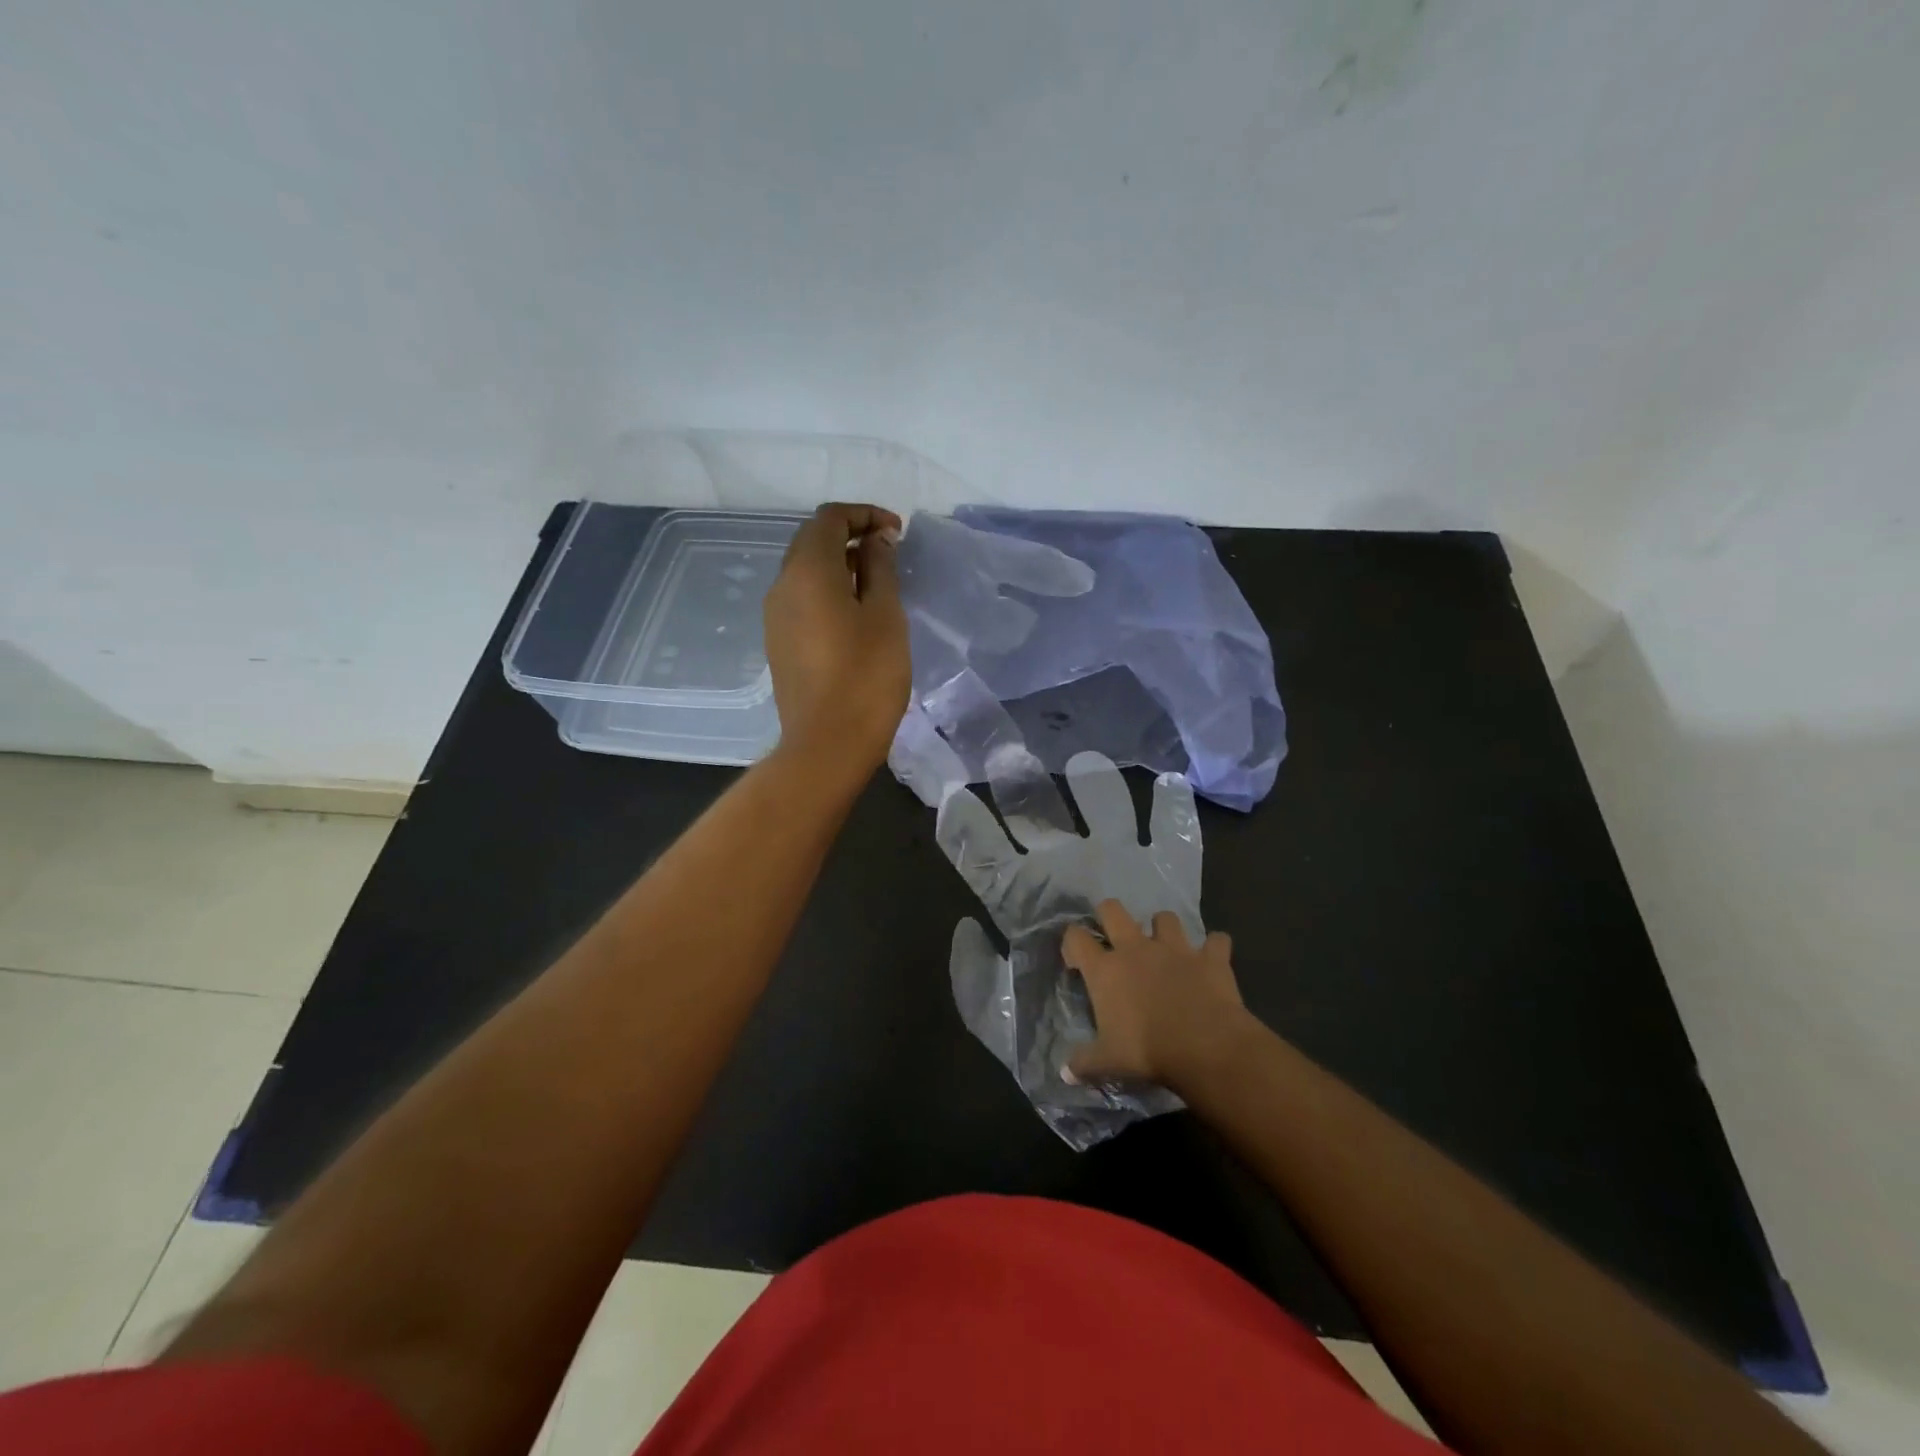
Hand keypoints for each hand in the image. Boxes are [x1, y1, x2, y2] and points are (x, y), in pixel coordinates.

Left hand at [764, 502, 910, 776]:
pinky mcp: (778, 643)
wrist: (826, 744)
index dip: (865, 515)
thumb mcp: (885, 615)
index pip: (830, 518)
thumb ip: (880, 568)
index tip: (898, 533)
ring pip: (805, 571)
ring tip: (878, 585)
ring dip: (840, 565)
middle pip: (812, 541)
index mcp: (807, 570)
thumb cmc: (866, 677)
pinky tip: (855, 616)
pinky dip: (828, 591)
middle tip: (890, 554)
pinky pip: (802, 600)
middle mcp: (782, 585)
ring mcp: (775, 617)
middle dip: (851, 536)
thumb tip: (877, 540)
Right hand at [1061, 900, 1251, 1089]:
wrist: (1206, 1047)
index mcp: (1106, 969)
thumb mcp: (1108, 1062)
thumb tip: (1064, 1073)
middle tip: (1113, 937)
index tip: (1076, 962)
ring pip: (1165, 918)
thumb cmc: (1148, 1051)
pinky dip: (1214, 947)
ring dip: (1164, 929)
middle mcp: (1136, 948)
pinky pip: (1216, 941)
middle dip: (1109, 915)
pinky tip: (1213, 959)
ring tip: (1166, 948)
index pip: (1076, 938)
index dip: (1072, 943)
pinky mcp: (1210, 957)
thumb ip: (1084, 1063)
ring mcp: (1175, 948)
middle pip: (1113, 909)